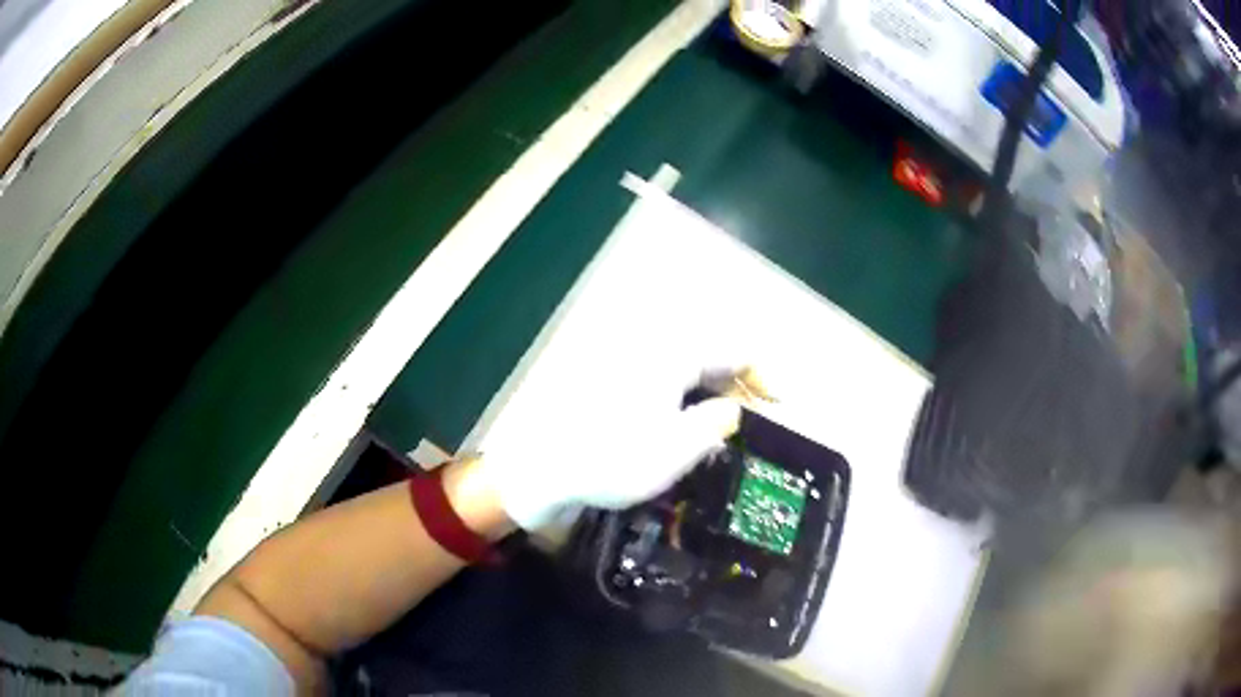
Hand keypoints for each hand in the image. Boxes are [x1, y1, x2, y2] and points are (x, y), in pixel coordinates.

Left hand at [477, 368, 768, 529]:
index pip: (734, 349)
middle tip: (757, 414)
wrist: (541, 468)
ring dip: (713, 386)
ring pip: (687, 363)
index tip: (780, 404)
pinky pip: (664, 374)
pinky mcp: (612, 376)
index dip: (763, 375)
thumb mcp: (675, 449)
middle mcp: (651, 345)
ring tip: (729, 419)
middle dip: (738, 380)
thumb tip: (733, 410)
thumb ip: (715, 424)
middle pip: (710, 351)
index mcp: (672, 352)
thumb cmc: (612, 459)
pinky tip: (690, 417)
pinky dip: (686, 391)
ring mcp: (628, 358)